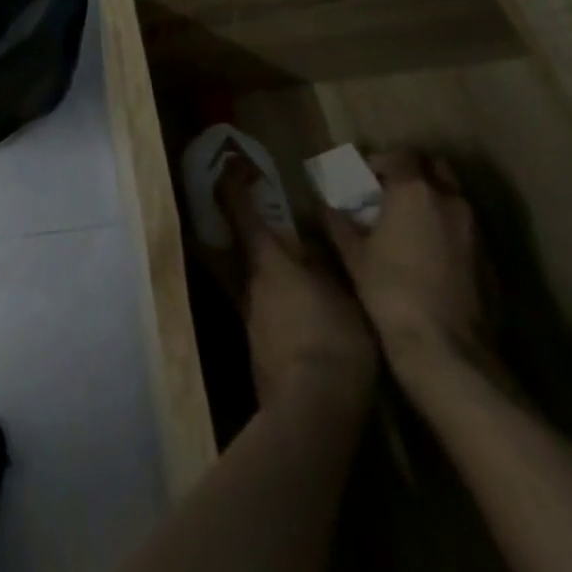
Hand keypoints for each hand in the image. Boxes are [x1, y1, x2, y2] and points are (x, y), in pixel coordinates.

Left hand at [216, 159, 377, 416]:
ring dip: (259, 266)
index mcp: (266, 260)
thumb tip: (308, 237)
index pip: (240, 211)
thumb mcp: (341, 291)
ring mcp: (249, 315)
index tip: (229, 163)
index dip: (232, 184)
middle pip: (234, 245)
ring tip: (287, 264)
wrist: (311, 408)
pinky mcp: (257, 346)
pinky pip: (260, 307)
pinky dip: (271, 298)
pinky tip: (295, 309)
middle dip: (240, 226)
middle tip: (254, 212)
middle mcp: (248, 282)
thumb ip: (323, 261)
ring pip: (246, 277)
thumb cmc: (332, 338)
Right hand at [322, 150, 490, 377]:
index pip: (399, 154)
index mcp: (413, 190)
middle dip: (412, 172)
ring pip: (452, 196)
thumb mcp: (352, 252)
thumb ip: (337, 219)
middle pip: (434, 167)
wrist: (445, 347)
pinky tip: (428, 252)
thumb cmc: (389, 289)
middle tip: (389, 193)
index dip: (379, 161)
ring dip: (431, 199)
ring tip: (407, 223)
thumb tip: (324, 202)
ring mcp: (473, 228)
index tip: (363, 179)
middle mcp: (449, 199)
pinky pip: (463, 226)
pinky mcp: (488, 257)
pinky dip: (446, 226)